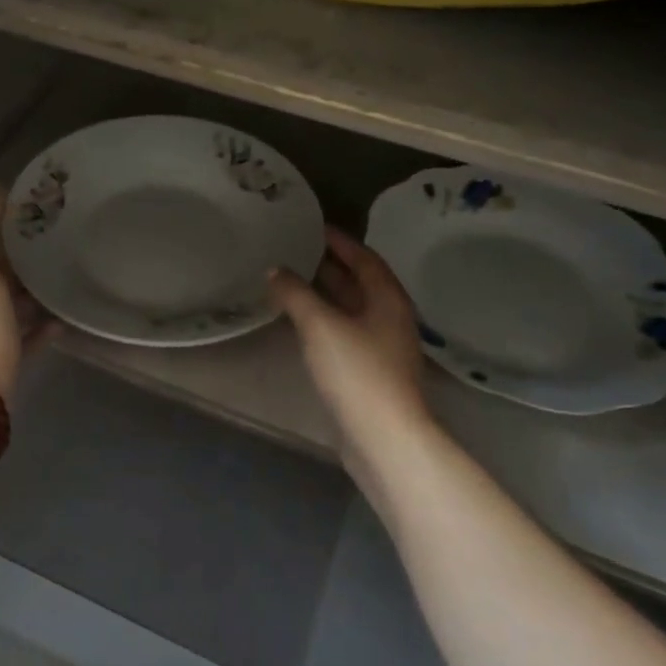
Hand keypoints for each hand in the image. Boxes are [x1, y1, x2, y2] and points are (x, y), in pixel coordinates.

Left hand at [0, 186, 54, 399]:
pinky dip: (49, 323)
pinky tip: (71, 315)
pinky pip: (34, 333)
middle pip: (6, 267)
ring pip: (20, 300)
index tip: (46, 204)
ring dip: (42, 287)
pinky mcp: (12, 355)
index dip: (11, 218)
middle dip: (31, 252)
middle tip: (71, 235)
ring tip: (76, 271)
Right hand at [270, 227, 434, 475]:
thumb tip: (275, 270)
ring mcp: (383, 348)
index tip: (315, 226)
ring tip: (293, 280)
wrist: (384, 438)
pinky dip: (324, 320)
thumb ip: (296, 294)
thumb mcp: (320, 325)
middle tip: (298, 250)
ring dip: (326, 294)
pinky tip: (301, 323)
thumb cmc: (357, 372)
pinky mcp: (371, 373)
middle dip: (332, 265)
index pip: (366, 258)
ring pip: (352, 309)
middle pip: (361, 283)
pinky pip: (346, 333)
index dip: (341, 241)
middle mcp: (390, 319)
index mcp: (388, 299)